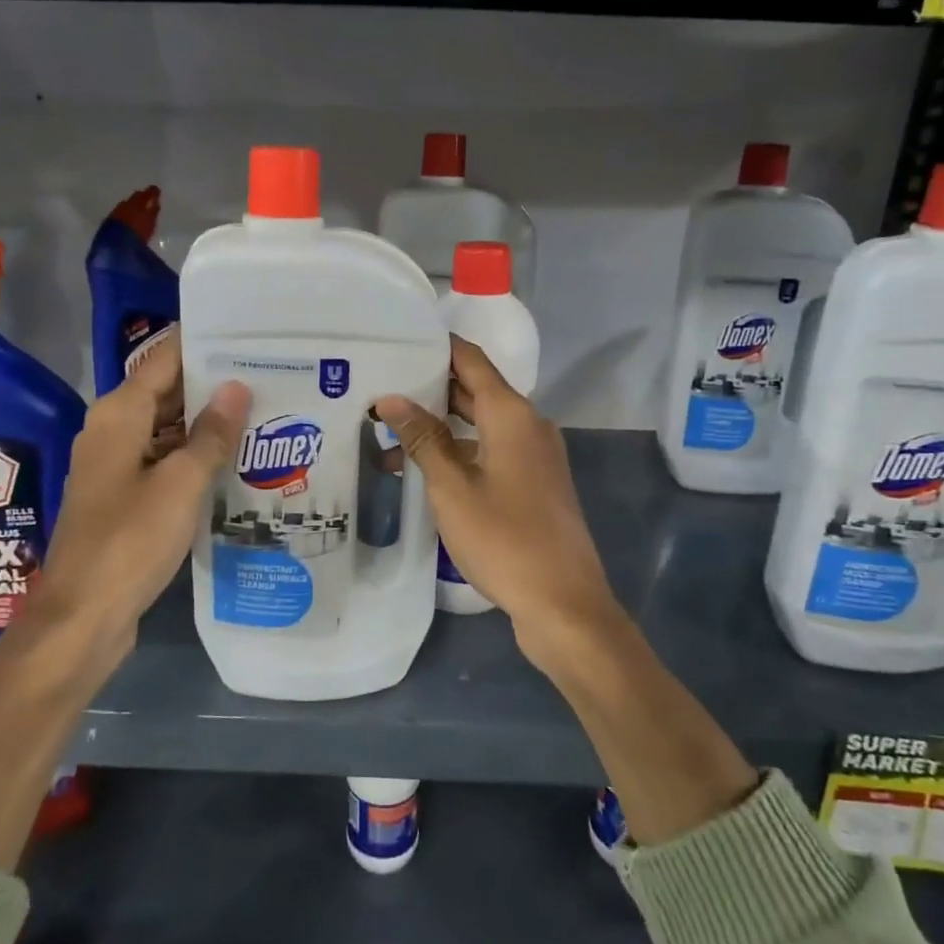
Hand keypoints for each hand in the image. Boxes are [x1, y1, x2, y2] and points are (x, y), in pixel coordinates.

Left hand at [19, 333, 249, 683]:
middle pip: (167, 392)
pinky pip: (165, 461)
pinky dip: (196, 456)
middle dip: (214, 384)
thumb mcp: (179, 484)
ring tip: (265, 411)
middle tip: (272, 374)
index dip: (203, 344)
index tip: (248, 335)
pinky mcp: (126, 496)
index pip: (164, 359)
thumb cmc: (129, 541)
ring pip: (169, 429)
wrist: (83, 616)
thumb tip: (237, 387)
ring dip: (209, 423)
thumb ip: (210, 434)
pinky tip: (236, 460)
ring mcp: (119, 465)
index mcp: (119, 415)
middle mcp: (114, 431)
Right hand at [375, 337, 622, 672]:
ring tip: (387, 433)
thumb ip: (423, 439)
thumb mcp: (453, 488)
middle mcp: (528, 425)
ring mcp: (534, 456)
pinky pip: (490, 452)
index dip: (437, 347)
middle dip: (429, 388)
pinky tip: (422, 469)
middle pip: (475, 391)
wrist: (563, 603)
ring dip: (439, 427)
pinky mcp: (534, 484)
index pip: (471, 361)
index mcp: (512, 415)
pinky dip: (458, 452)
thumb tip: (391, 399)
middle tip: (380, 386)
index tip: (398, 339)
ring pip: (480, 426)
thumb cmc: (504, 540)